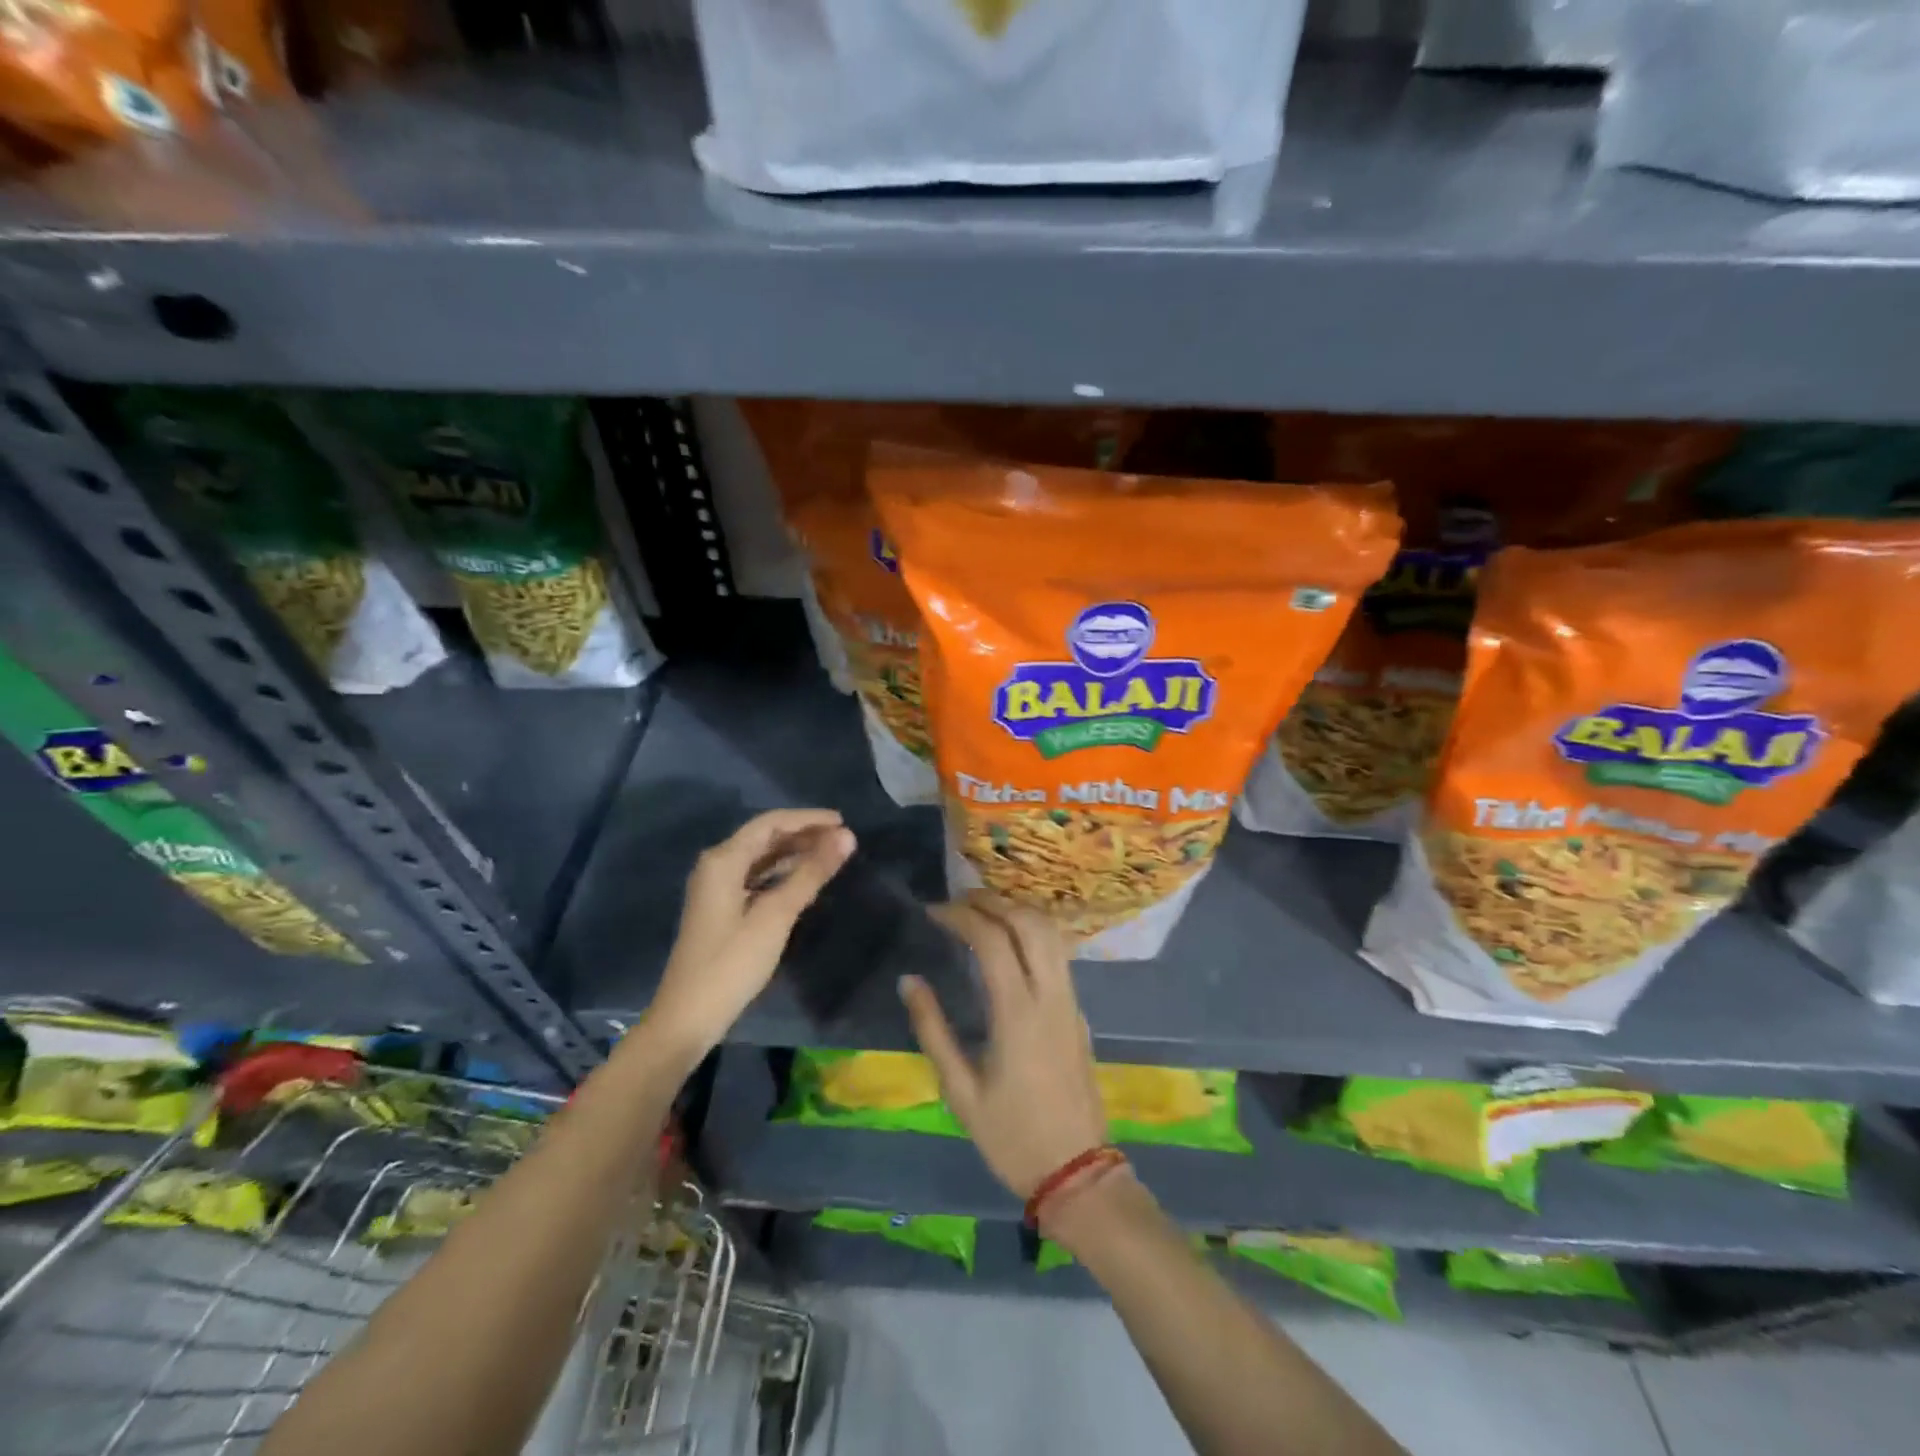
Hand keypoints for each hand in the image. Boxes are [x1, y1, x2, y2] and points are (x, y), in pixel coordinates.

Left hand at [648, 809, 855, 1053]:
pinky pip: (757, 878)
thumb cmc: (732, 962)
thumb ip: (811, 873)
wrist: (689, 1017)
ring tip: (831, 855)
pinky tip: (805, 880)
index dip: (808, 819)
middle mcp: (717, 866)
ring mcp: (717, 888)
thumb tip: (847, 837)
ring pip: (761, 858)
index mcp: (723, 860)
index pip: (770, 823)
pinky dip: (782, 874)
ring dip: (795, 853)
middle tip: (842, 840)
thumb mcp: (776, 915)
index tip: (843, 821)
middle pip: (765, 837)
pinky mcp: (722, 908)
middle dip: (804, 835)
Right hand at [900, 893, 1107, 1198]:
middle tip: (958, 901)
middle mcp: (1050, 995)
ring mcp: (1070, 1000)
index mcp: (1018, 1013)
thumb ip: (933, 1030)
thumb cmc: (1011, 1136)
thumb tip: (909, 981)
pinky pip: (1058, 952)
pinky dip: (1032, 931)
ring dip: (1016, 911)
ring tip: (981, 911)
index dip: (961, 915)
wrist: (1078, 1172)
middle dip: (992, 901)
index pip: (993, 939)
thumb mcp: (960, 1090)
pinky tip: (1009, 941)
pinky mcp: (1078, 1010)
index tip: (933, 911)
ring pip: (1050, 933)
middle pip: (1028, 922)